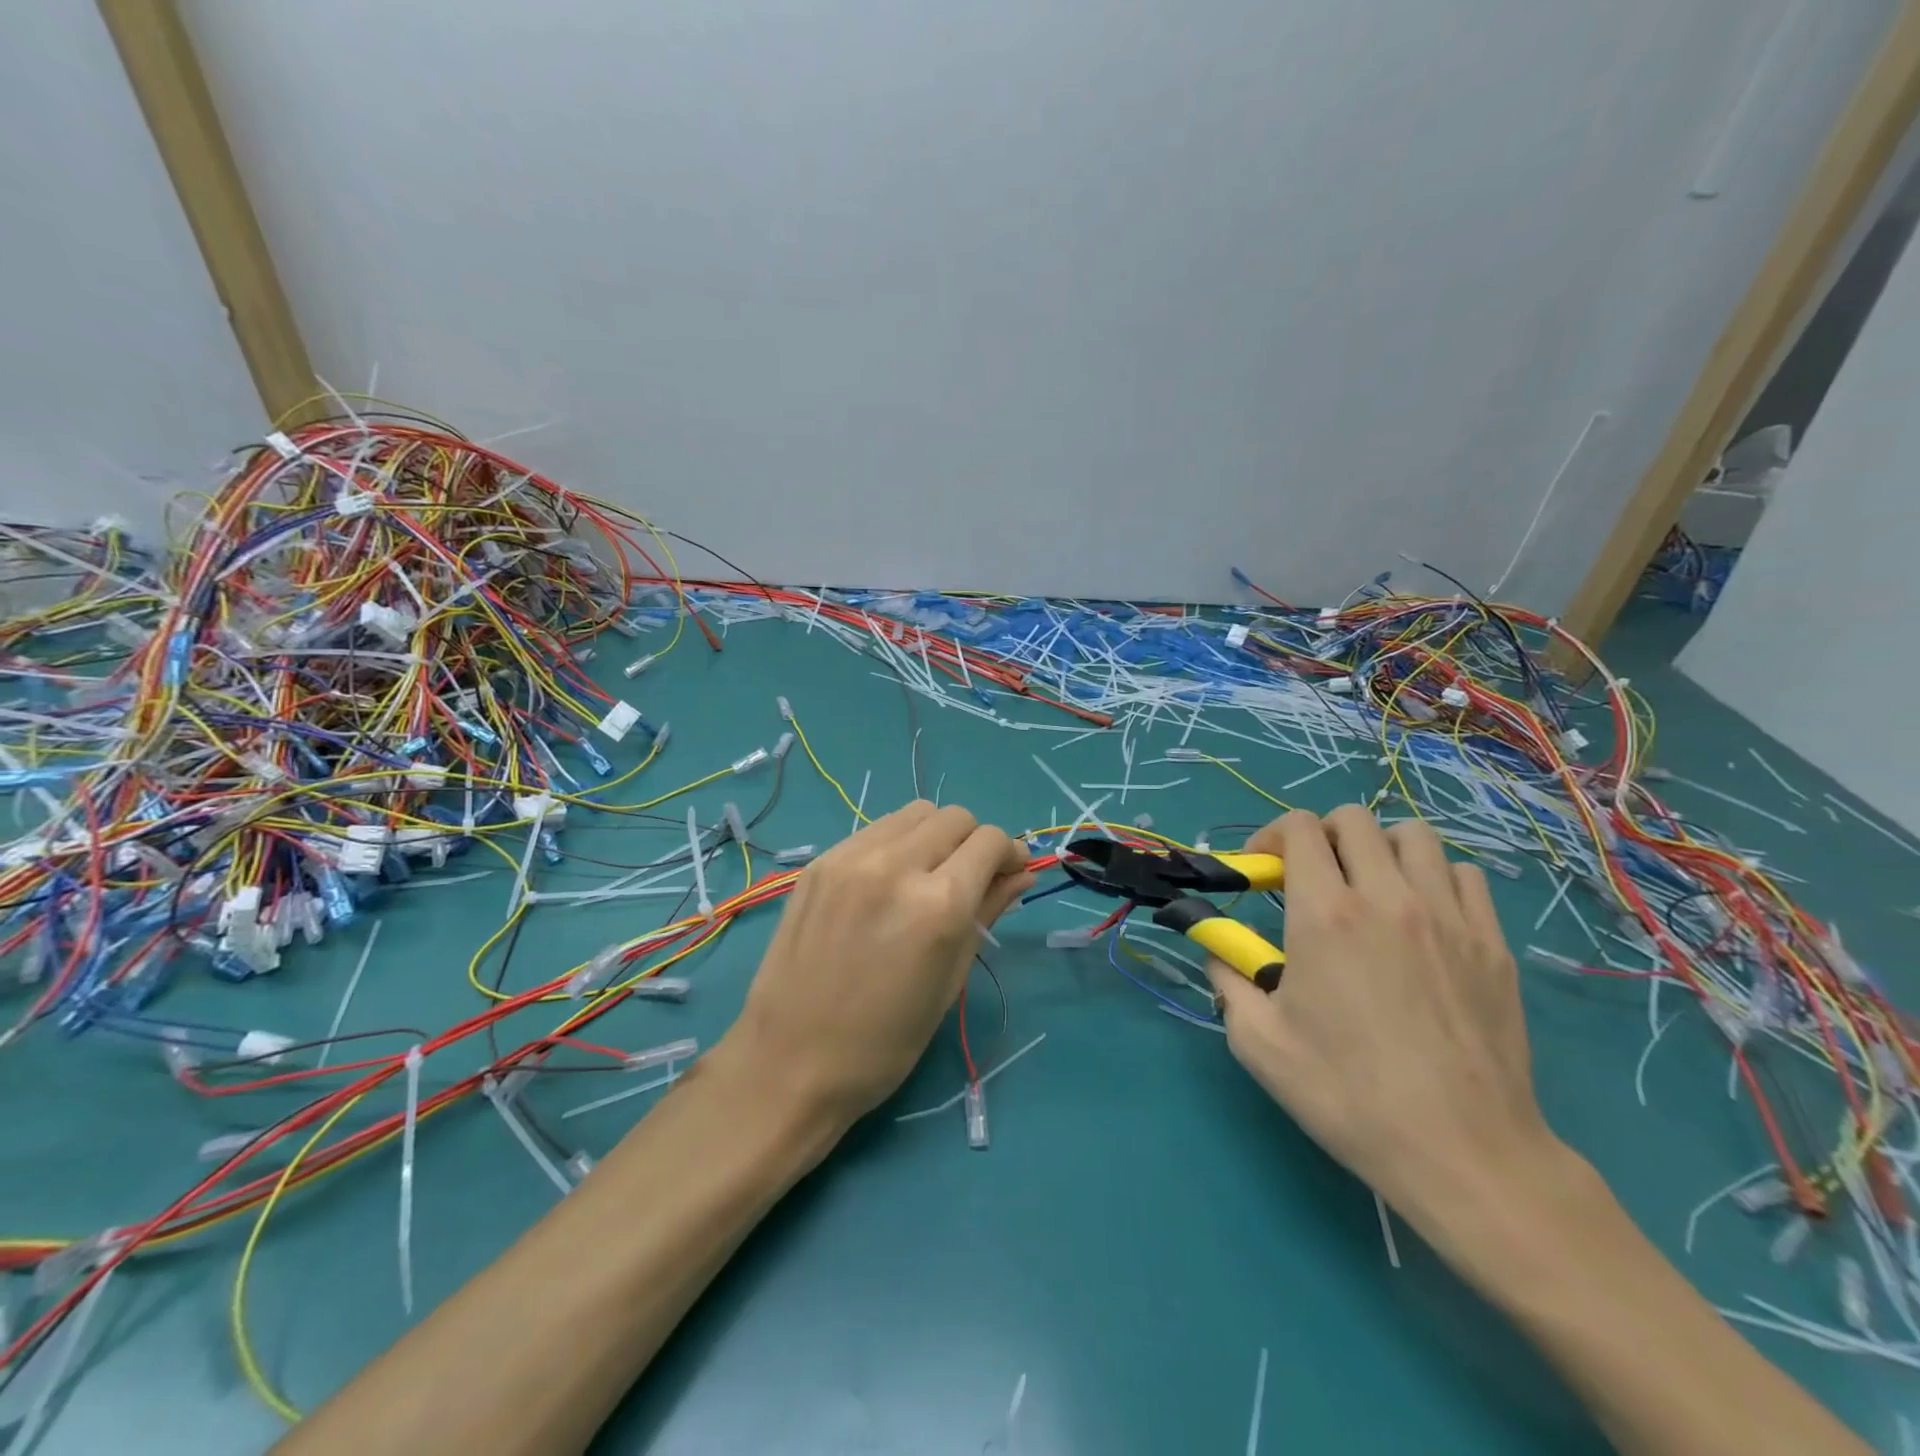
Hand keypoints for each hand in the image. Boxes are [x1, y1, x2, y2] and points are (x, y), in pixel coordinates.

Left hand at [721, 801, 1032, 1128]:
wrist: (790, 1061)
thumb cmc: (885, 1042)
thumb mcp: (950, 980)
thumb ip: (988, 912)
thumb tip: (1022, 874)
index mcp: (938, 904)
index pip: (990, 841)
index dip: (1009, 854)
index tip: (1009, 874)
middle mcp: (896, 865)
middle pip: (954, 817)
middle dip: (973, 841)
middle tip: (968, 879)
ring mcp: (851, 857)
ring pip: (914, 814)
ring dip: (934, 835)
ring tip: (927, 876)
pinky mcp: (820, 861)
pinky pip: (875, 830)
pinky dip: (896, 844)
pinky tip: (887, 884)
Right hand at [1205, 807, 1563, 1246]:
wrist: (1462, 1151)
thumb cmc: (1347, 1094)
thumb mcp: (1257, 1041)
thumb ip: (1227, 977)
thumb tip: (1218, 948)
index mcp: (1325, 915)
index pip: (1300, 828)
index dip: (1273, 836)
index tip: (1266, 871)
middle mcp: (1387, 898)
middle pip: (1354, 819)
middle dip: (1322, 836)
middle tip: (1313, 878)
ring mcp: (1448, 916)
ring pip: (1413, 836)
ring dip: (1379, 849)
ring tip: (1370, 889)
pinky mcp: (1492, 943)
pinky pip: (1463, 875)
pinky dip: (1434, 878)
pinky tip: (1422, 917)